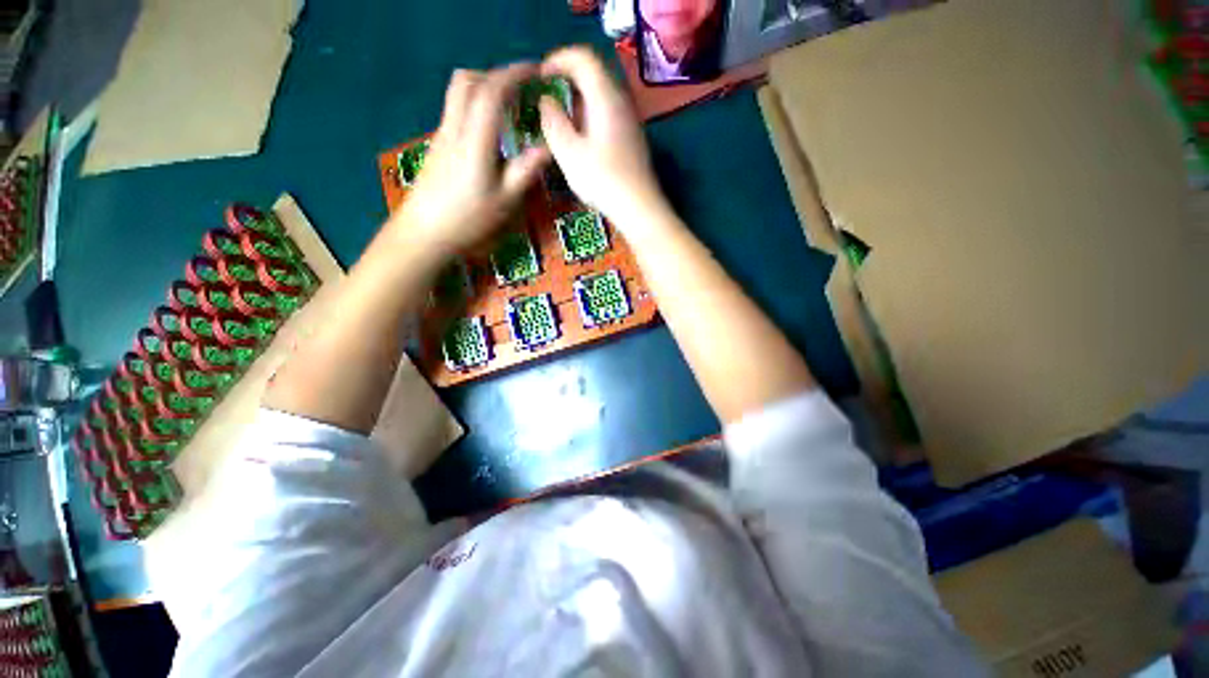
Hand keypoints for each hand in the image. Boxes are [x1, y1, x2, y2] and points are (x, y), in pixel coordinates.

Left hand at [390, 64, 549, 254]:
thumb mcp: (505, 200)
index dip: (514, 75)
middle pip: (467, 81)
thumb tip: (548, 147)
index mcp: (474, 140)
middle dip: (496, 75)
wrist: (425, 231)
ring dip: (484, 89)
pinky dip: (476, 106)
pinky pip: (456, 110)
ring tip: (508, 109)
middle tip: (520, 90)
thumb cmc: (468, 219)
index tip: (536, 72)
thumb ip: (525, 170)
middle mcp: (454, 128)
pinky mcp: (439, 145)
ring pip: (458, 94)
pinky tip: (491, 132)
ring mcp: (443, 135)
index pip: (492, 92)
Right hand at [539, 47, 668, 230]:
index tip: (540, 77)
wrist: (639, 207)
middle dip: (567, 79)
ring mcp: (630, 121)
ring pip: (602, 96)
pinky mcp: (632, 138)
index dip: (558, 59)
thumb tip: (546, 100)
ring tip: (561, 120)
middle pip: (594, 74)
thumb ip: (553, 122)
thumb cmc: (602, 180)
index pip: (583, 58)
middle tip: (548, 98)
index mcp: (605, 97)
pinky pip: (609, 114)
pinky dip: (590, 116)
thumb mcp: (569, 152)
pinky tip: (581, 138)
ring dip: (579, 100)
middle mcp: (622, 102)